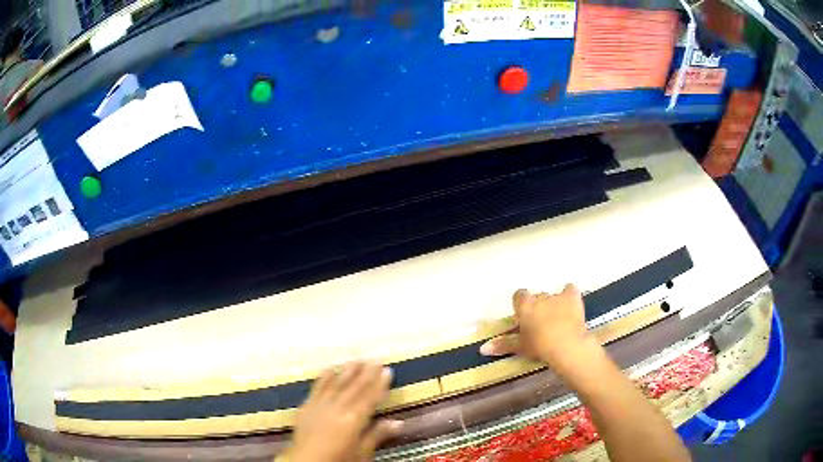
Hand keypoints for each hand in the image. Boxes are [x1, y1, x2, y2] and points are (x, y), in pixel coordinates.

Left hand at [289, 362, 402, 461]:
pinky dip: (324, 378)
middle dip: (366, 373)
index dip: (380, 384)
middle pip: (354, 388)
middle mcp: (337, 408)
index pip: (370, 398)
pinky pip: (316, 388)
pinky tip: (329, 369)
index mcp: (353, 420)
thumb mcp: (361, 454)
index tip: (387, 370)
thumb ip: (377, 436)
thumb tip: (398, 422)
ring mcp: (319, 406)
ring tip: (356, 360)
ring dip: (347, 372)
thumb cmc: (338, 461)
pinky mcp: (306, 407)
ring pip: (336, 384)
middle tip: (375, 359)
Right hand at [480, 284, 593, 367]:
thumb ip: (503, 344)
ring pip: (553, 296)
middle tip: (541, 323)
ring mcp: (557, 296)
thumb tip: (483, 348)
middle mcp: (539, 297)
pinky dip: (569, 296)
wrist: (566, 346)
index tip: (524, 317)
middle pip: (537, 297)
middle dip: (539, 307)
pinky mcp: (572, 297)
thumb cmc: (539, 346)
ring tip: (558, 319)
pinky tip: (570, 305)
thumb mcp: (520, 347)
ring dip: (554, 304)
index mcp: (524, 306)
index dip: (522, 305)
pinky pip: (570, 290)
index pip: (519, 296)